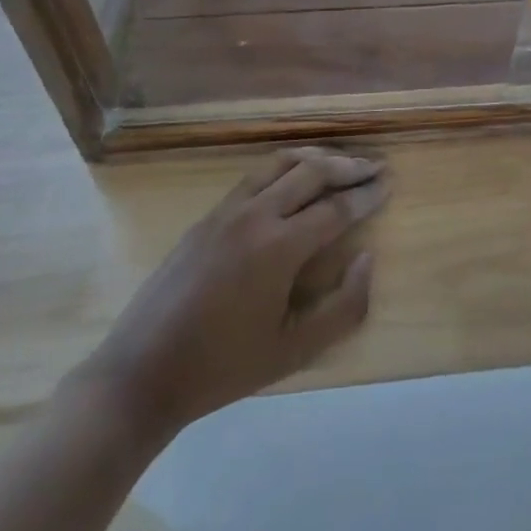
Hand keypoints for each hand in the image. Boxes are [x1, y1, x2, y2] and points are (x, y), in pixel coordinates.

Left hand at [82, 148, 389, 435]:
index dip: (367, 195)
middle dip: (349, 166)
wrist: (142, 372)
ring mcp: (228, 210)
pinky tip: (294, 177)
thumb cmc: (223, 368)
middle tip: (375, 166)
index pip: (336, 207)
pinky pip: (256, 175)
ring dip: (317, 158)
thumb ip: (342, 307)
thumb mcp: (293, 352)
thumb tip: (368, 258)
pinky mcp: (208, 214)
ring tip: (341, 163)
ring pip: (281, 163)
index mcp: (279, 247)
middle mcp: (256, 214)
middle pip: (312, 172)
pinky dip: (285, 166)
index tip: (389, 182)